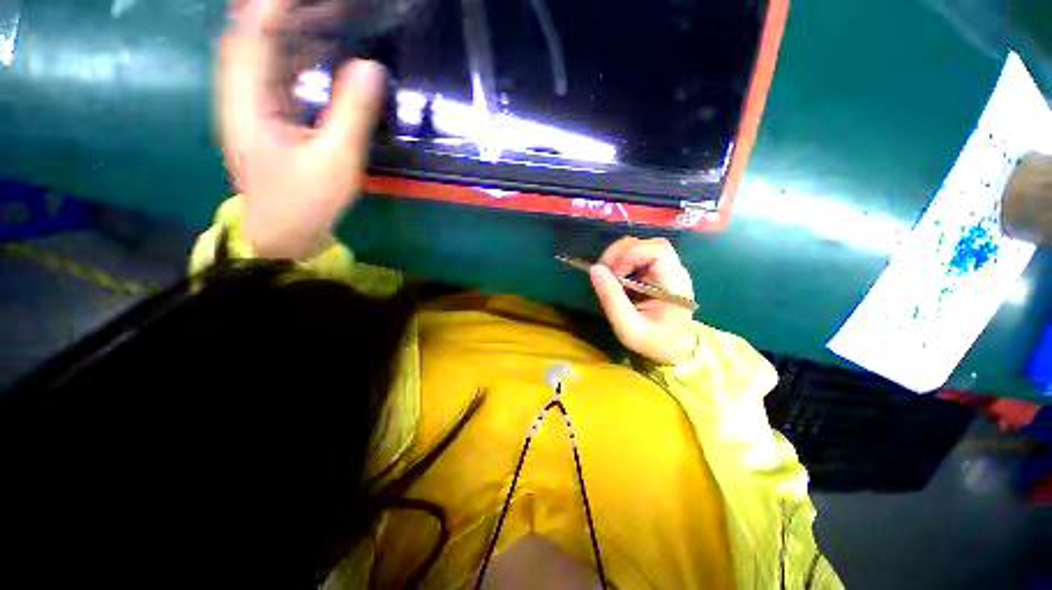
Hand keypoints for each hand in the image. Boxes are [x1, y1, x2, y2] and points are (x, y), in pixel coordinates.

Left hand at [219, 0, 385, 258]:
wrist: (283, 235)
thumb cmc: (306, 202)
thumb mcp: (336, 160)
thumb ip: (352, 112)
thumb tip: (371, 67)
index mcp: (248, 101)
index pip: (254, 33)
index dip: (276, 5)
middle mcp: (241, 95)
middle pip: (250, 35)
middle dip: (280, 11)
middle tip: (321, 3)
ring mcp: (250, 108)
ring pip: (260, 53)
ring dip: (286, 28)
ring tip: (320, 13)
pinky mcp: (264, 120)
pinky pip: (273, 74)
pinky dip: (292, 55)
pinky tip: (316, 51)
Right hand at [589, 237, 697, 364]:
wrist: (675, 351)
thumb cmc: (654, 342)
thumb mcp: (629, 327)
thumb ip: (612, 299)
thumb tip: (594, 269)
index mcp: (674, 282)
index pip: (657, 250)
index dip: (630, 256)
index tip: (615, 276)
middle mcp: (674, 270)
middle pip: (648, 243)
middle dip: (621, 253)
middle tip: (605, 272)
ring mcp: (666, 270)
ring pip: (641, 247)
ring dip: (619, 257)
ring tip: (609, 276)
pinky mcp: (657, 273)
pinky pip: (637, 257)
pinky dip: (622, 263)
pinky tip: (616, 279)